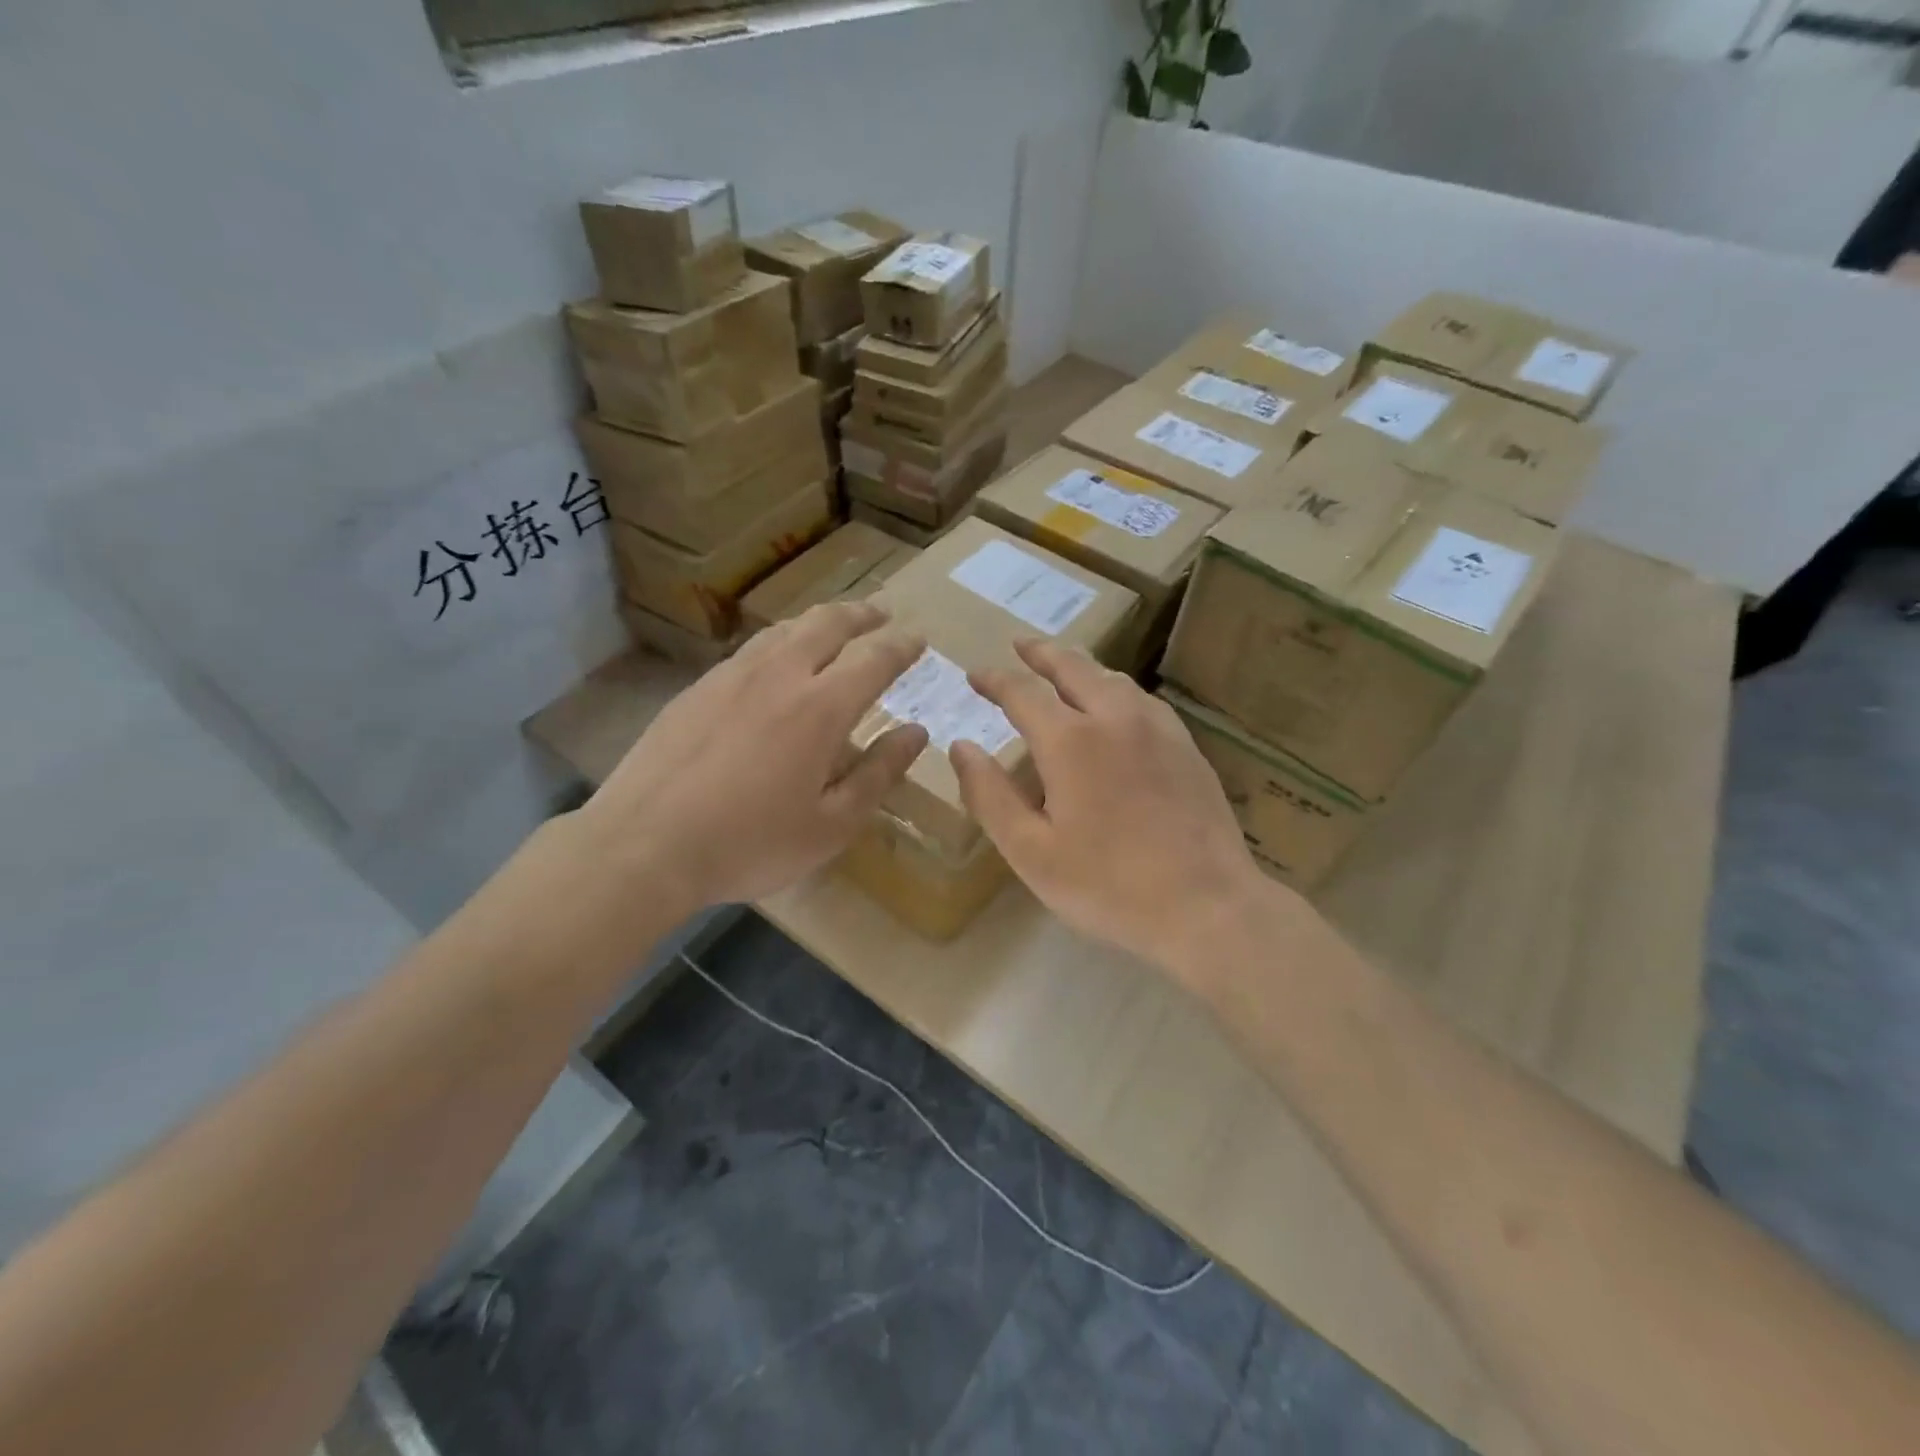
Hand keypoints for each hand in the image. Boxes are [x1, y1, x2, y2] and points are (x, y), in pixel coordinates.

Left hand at [575, 601, 927, 914]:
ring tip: (833, 628)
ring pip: (784, 629)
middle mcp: (779, 675)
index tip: (917, 639)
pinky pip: (750, 649)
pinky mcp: (696, 688)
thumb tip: (915, 733)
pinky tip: (774, 662)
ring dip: (818, 621)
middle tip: (881, 614)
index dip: (901, 645)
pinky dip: (779, 642)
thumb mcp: (832, 825)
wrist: (644, 844)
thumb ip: (878, 773)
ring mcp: (731, 676)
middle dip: (861, 614)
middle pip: (827, 623)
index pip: (874, 658)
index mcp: (821, 707)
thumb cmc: (750, 843)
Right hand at [949, 638, 1287, 973]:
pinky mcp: (1187, 747)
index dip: (994, 680)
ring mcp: (1159, 728)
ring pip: (1113, 679)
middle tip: (1020, 646)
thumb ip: (989, 795)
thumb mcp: (1030, 851)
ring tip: (1063, 669)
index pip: (1022, 691)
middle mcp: (1115, 717)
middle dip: (1041, 653)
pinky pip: (1143, 700)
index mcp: (1071, 740)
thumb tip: (961, 747)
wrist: (1207, 906)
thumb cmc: (1108, 885)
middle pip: (1073, 667)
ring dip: (1081, 667)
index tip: (975, 675)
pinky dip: (1116, 689)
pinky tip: (1117, 707)